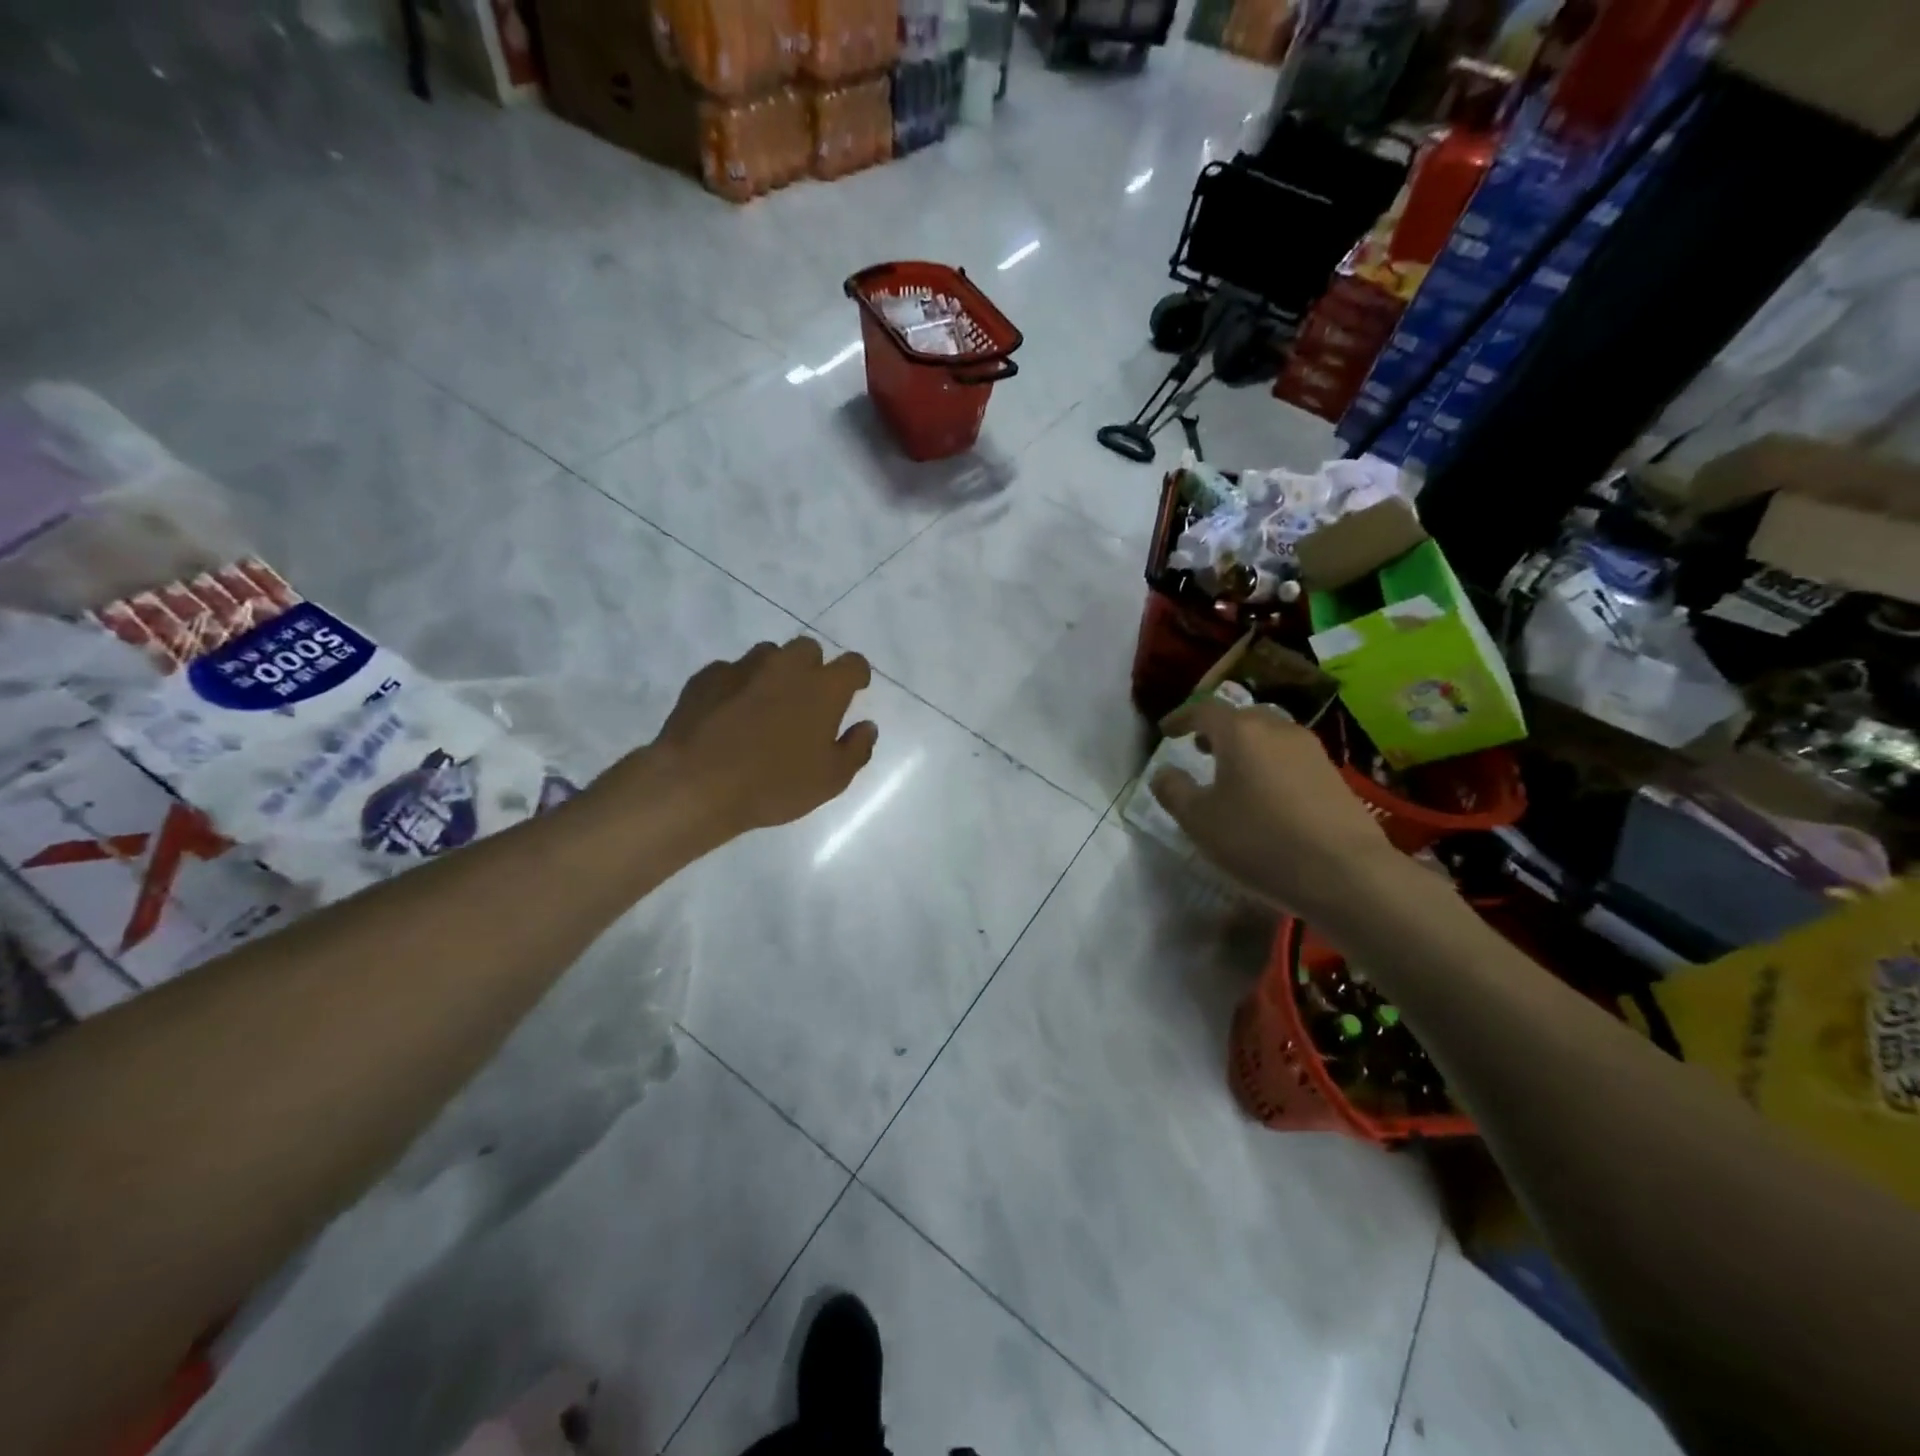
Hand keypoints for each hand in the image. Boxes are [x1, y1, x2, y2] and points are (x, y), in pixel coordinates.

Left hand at [598, 638, 877, 841]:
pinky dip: (738, 686)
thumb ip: (856, 749)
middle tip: (807, 701)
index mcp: (823, 688)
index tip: (855, 690)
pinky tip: (730, 713)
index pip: (853, 664)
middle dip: (813, 668)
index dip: (857, 675)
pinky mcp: (707, 677)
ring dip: (775, 673)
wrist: (696, 784)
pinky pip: (731, 672)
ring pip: (768, 655)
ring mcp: (743, 667)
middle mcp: (786, 666)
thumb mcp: (830, 780)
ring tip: (766, 706)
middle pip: (808, 649)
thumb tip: (867, 726)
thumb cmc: (774, 785)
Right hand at [1150, 698, 1394, 918]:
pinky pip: (1289, 756)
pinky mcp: (1333, 774)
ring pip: (1269, 735)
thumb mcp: (1199, 821)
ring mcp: (1311, 749)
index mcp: (1240, 731)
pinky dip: (1268, 763)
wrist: (1346, 872)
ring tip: (1230, 772)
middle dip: (1216, 729)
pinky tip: (1265, 793)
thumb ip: (1173, 791)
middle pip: (1241, 716)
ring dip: (1245, 746)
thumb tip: (1163, 772)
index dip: (1181, 717)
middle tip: (1198, 748)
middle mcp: (1277, 728)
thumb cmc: (1260, 840)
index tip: (1166, 731)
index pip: (1204, 708)